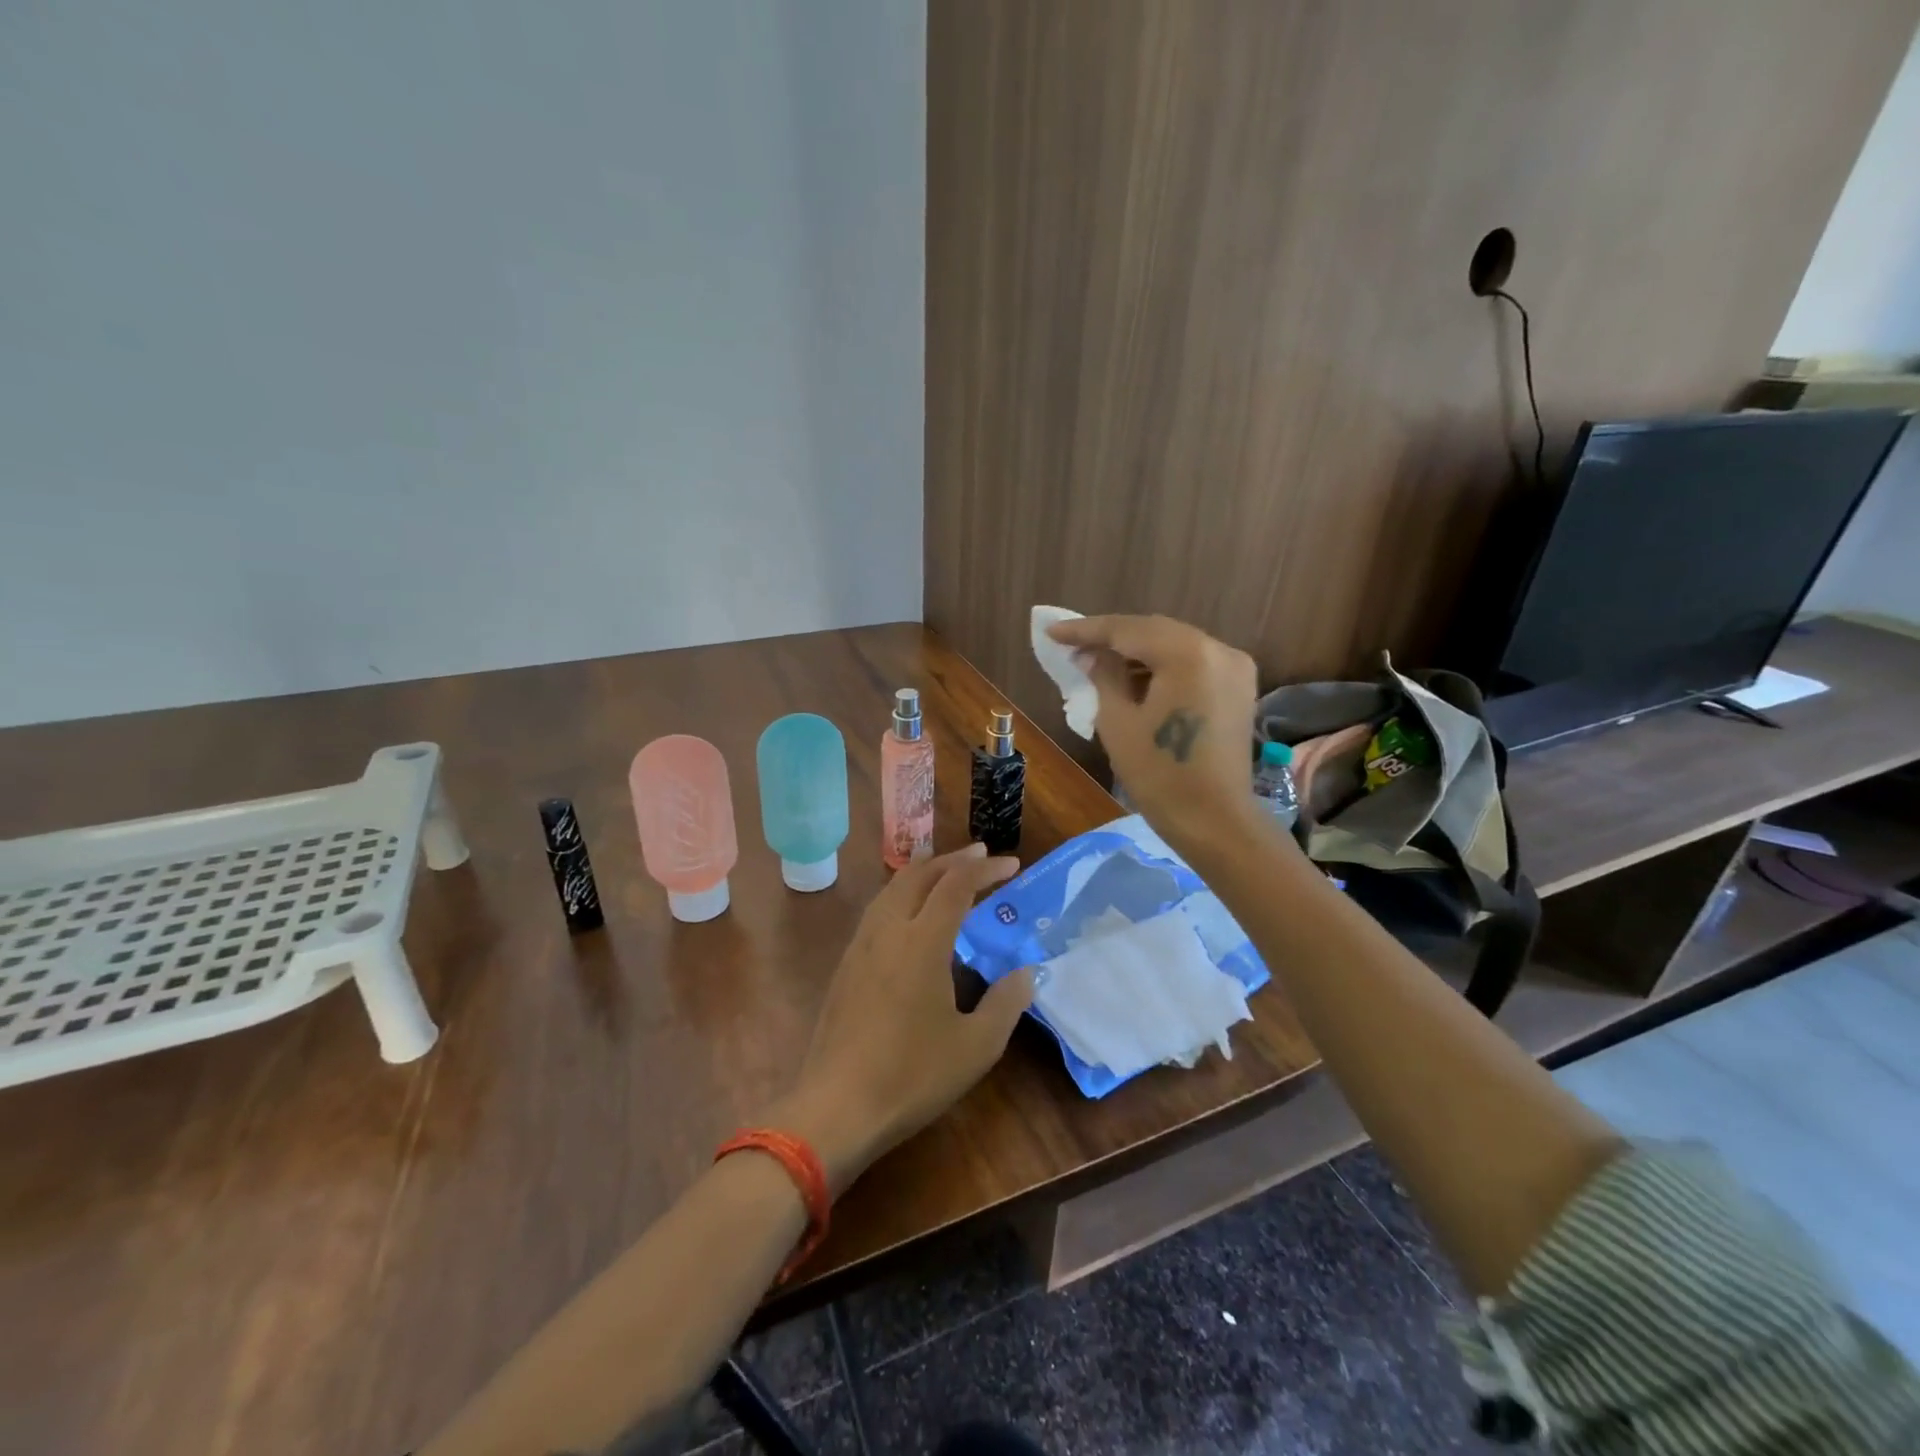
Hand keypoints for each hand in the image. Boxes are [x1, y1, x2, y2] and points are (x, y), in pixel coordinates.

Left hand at [772, 845, 1031, 1195]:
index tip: (1012, 863)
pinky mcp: (846, 964)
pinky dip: (901, 893)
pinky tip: (909, 914)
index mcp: (923, 941)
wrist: (836, 1107)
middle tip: (981, 855)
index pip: (956, 885)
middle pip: (920, 875)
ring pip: (892, 888)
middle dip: (953, 859)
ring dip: (922, 872)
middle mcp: (889, 930)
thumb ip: (1006, 1003)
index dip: (986, 869)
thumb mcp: (976, 1046)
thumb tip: (1025, 972)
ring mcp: (861, 945)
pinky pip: (878, 909)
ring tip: (944, 870)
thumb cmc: (912, 1075)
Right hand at [1046, 614, 1261, 853]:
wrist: (1215, 822)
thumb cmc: (1160, 776)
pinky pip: (1192, 663)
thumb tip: (1092, 655)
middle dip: (1112, 638)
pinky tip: (1134, 678)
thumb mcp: (1118, 723)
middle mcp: (1218, 649)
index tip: (1052, 631)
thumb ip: (1104, 677)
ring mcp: (1234, 667)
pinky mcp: (1238, 687)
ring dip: (1137, 652)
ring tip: (1098, 661)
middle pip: (1154, 632)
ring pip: (1174, 645)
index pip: (1127, 630)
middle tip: (1072, 644)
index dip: (1086, 630)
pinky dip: (1162, 666)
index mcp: (1188, 654)